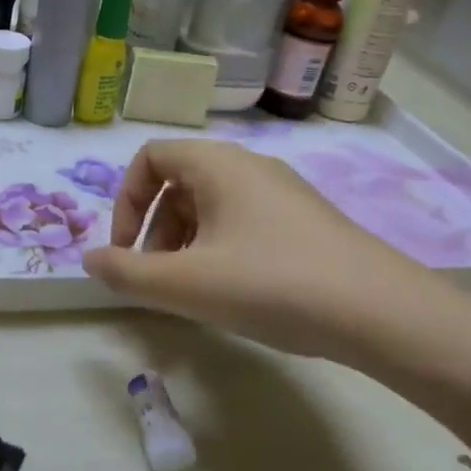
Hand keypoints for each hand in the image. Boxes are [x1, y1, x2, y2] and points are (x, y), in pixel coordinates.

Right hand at [82, 140, 439, 360]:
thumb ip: (127, 272)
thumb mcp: (186, 283)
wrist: (380, 311)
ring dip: (184, 242)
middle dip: (153, 229)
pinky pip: (242, 222)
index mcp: (217, 164)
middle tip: (156, 278)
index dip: (124, 202)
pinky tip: (232, 292)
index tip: (125, 252)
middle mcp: (249, 166)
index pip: (150, 158)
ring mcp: (282, 193)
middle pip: (178, 182)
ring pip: (211, 205)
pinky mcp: (304, 221)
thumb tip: (90, 261)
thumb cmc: (271, 284)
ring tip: (191, 291)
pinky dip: (219, 249)